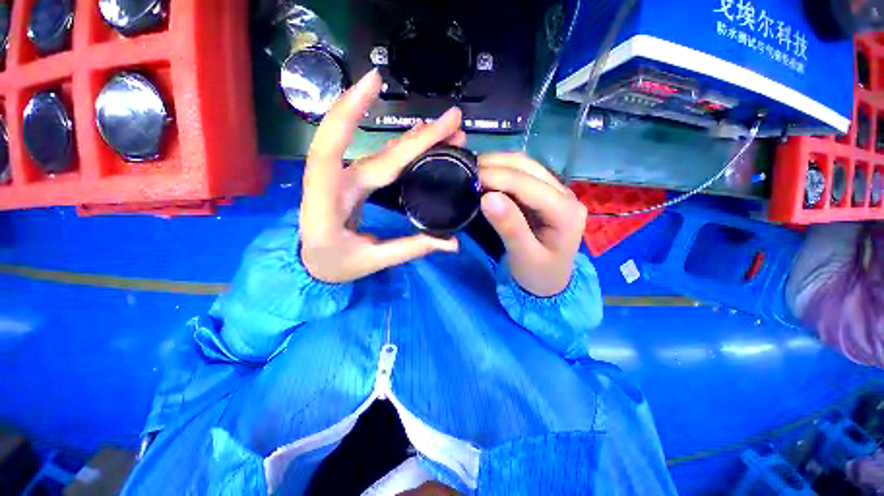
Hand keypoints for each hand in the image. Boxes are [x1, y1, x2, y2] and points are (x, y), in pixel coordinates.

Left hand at [300, 70, 465, 282]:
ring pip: (380, 152)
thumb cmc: (333, 264)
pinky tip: (421, 139)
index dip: (348, 114)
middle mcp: (335, 183)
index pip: (332, 152)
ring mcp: (346, 179)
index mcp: (326, 203)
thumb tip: (452, 244)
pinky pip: (380, 160)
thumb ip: (410, 249)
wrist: (312, 262)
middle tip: (453, 122)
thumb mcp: (371, 261)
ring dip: (413, 139)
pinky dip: (403, 148)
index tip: (373, 82)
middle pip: (377, 154)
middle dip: (416, 137)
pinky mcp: (355, 180)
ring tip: (446, 130)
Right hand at [479, 153, 586, 296]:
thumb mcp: (523, 256)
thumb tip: (487, 197)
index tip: (468, 177)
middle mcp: (566, 195)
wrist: (550, 283)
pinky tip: (485, 177)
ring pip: (525, 166)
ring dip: (498, 165)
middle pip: (528, 167)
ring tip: (473, 171)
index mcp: (566, 212)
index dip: (497, 177)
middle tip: (466, 171)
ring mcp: (556, 192)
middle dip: (496, 165)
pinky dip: (501, 173)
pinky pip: (522, 175)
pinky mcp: (545, 194)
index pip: (528, 185)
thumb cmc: (538, 274)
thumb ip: (509, 227)